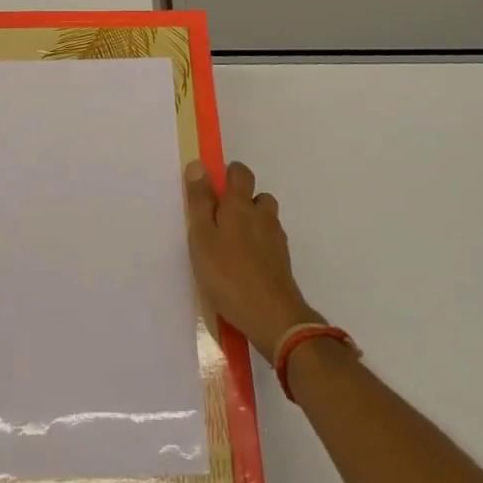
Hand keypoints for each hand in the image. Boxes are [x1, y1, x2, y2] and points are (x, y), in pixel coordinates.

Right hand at [183, 160, 321, 359]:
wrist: (273, 318)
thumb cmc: (229, 275)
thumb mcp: (202, 237)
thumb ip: (200, 201)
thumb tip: (199, 164)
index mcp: (240, 205)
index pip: (240, 172)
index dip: (229, 175)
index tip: (214, 191)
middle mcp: (262, 215)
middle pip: (257, 196)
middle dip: (242, 202)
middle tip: (220, 223)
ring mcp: (276, 239)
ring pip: (266, 220)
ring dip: (253, 225)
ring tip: (233, 247)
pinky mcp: (283, 263)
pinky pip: (270, 244)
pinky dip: (260, 248)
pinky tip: (246, 267)